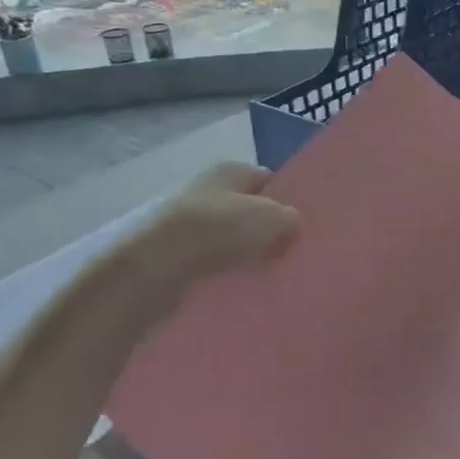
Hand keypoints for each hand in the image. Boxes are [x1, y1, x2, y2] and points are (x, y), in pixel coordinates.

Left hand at [98, 163, 298, 319]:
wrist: (155, 266)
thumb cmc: (218, 230)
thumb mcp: (272, 218)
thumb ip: (290, 219)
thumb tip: (291, 226)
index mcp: (230, 170)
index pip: (268, 180)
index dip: (287, 200)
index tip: (303, 226)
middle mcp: (207, 190)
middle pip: (248, 211)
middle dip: (267, 232)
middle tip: (290, 254)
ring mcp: (187, 224)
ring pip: (230, 240)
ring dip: (245, 256)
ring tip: (268, 276)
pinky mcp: (174, 257)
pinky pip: (211, 264)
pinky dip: (225, 274)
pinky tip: (241, 289)